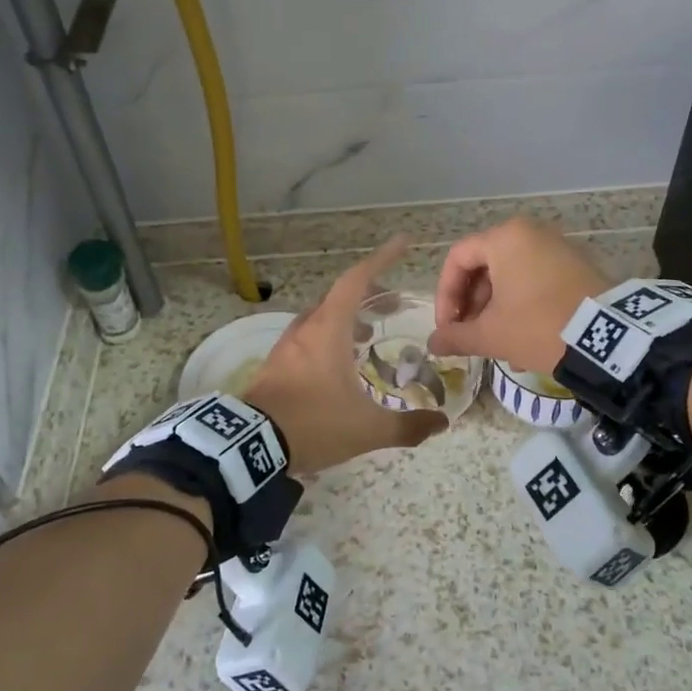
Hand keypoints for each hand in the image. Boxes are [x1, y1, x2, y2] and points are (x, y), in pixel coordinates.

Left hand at [243, 236, 446, 474]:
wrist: (251, 447)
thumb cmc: (314, 424)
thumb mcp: (368, 429)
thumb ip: (407, 426)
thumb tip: (440, 423)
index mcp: (328, 329)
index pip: (357, 280)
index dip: (381, 259)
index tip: (402, 243)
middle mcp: (305, 330)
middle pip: (339, 297)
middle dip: (368, 295)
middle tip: (392, 306)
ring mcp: (285, 348)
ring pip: (320, 318)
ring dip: (346, 319)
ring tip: (368, 337)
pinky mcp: (273, 367)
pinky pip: (306, 339)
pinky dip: (328, 339)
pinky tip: (337, 365)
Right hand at [427, 217, 611, 373]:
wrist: (608, 337)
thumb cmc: (538, 326)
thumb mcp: (491, 335)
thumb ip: (456, 337)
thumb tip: (432, 344)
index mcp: (505, 238)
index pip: (457, 259)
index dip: (445, 295)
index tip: (447, 327)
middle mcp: (531, 233)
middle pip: (485, 267)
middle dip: (472, 306)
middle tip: (468, 336)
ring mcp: (558, 248)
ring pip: (511, 277)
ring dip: (496, 311)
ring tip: (495, 346)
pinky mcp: (578, 267)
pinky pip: (536, 282)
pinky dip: (522, 307)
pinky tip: (523, 344)